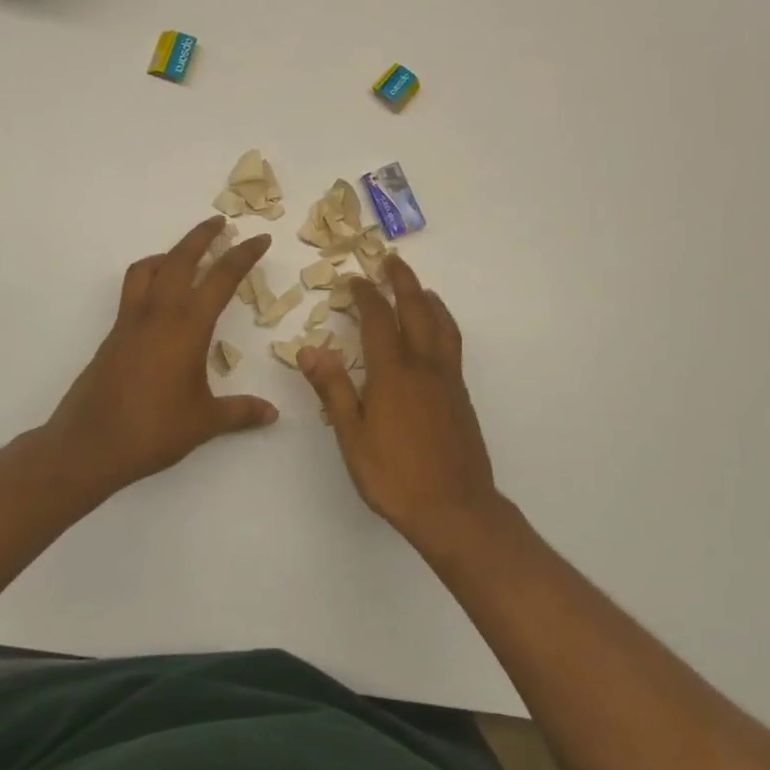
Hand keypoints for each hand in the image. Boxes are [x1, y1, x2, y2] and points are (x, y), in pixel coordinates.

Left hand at [45, 217, 278, 492]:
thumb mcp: (205, 422)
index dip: (244, 255)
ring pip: (148, 269)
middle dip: (202, 236)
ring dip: (169, 254)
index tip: (260, 238)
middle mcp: (158, 313)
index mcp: (187, 326)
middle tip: (220, 223)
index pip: (221, 278)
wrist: (88, 445)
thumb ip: (241, 412)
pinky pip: (133, 290)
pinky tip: (161, 303)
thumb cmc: (153, 430)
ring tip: (186, 258)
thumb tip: (273, 414)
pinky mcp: (114, 335)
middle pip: (180, 258)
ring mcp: (131, 322)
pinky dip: (150, 278)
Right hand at [297, 254, 501, 549]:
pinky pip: (452, 343)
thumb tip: (308, 350)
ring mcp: (447, 378)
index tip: (355, 279)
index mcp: (392, 372)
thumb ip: (333, 389)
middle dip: (402, 281)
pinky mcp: (461, 394)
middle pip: (416, 309)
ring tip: (419, 288)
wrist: (455, 508)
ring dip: (428, 299)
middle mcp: (423, 365)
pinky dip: (443, 322)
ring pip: (441, 323)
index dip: (365, 295)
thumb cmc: (394, 476)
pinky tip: (438, 333)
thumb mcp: (352, 436)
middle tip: (391, 261)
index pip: (378, 319)